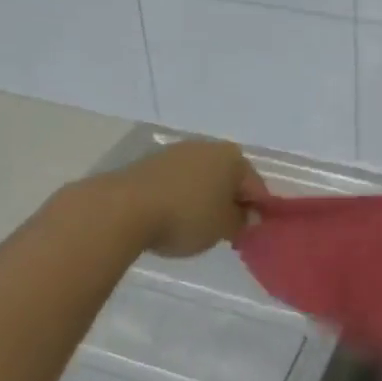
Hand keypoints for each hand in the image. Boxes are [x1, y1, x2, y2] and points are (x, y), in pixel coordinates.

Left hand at [110, 139, 268, 257]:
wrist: (124, 208)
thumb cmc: (186, 216)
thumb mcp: (224, 228)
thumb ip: (242, 222)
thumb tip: (248, 216)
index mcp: (233, 158)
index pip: (256, 186)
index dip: (257, 211)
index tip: (250, 233)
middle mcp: (207, 147)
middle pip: (228, 178)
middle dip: (230, 202)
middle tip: (225, 231)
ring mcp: (176, 152)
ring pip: (201, 179)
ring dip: (204, 199)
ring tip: (195, 227)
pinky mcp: (150, 163)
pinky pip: (177, 182)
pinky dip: (180, 198)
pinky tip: (172, 218)